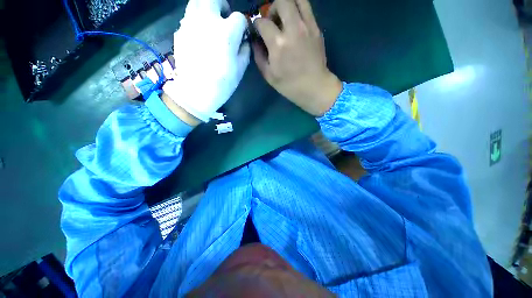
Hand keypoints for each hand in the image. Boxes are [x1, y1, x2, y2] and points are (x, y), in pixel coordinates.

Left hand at [162, 0, 249, 121]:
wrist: (196, 91)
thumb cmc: (222, 83)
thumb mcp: (240, 69)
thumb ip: (245, 51)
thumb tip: (244, 41)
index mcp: (227, 32)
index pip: (239, 17)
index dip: (243, 26)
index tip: (242, 34)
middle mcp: (208, 21)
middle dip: (222, 5)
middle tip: (224, 17)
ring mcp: (190, 23)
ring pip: (197, 2)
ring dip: (207, 8)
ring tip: (210, 23)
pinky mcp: (180, 31)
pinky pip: (188, 17)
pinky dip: (196, 20)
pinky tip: (199, 35)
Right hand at [252, 0, 341, 115]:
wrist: (314, 87)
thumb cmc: (290, 86)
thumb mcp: (269, 75)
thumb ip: (259, 56)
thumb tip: (255, 41)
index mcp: (278, 44)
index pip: (262, 22)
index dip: (257, 25)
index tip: (258, 32)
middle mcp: (293, 29)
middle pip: (280, 1)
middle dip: (272, 8)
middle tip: (272, 22)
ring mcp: (307, 27)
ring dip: (287, 5)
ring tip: (285, 19)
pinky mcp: (316, 29)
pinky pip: (307, 9)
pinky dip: (298, 12)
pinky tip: (295, 26)